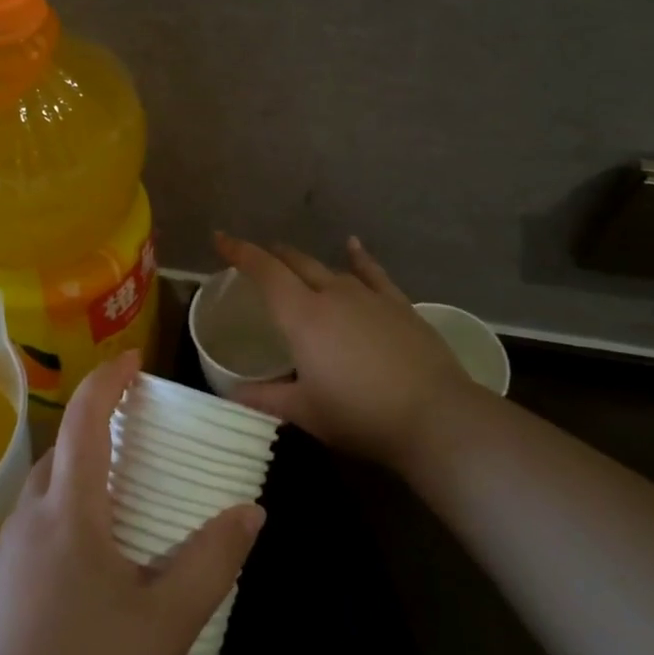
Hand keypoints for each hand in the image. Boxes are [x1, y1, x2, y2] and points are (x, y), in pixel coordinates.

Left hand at [0, 351, 264, 654]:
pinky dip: (66, 514)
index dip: (108, 380)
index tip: (133, 359)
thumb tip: (250, 511)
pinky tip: (89, 560)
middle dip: (97, 425)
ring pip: (46, 491)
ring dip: (81, 473)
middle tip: (140, 431)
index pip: (83, 419)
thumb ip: (211, 561)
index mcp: (67, 510)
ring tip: (123, 494)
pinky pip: (35, 527)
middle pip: (61, 450)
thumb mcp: (165, 625)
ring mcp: (2, 555)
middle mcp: (27, 518)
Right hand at [214, 232, 482, 474]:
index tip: (220, 238)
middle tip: (255, 257)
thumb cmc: (359, 414)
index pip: (264, 272)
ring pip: (329, 269)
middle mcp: (332, 295)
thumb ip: (265, 398)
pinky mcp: (398, 305)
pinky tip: (353, 246)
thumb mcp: (305, 410)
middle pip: (295, 263)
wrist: (433, 416)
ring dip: (306, 264)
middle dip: (271, 257)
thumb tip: (231, 394)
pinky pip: (372, 273)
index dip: (239, 252)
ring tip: (293, 263)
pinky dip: (359, 258)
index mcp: (302, 316)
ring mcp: (369, 296)